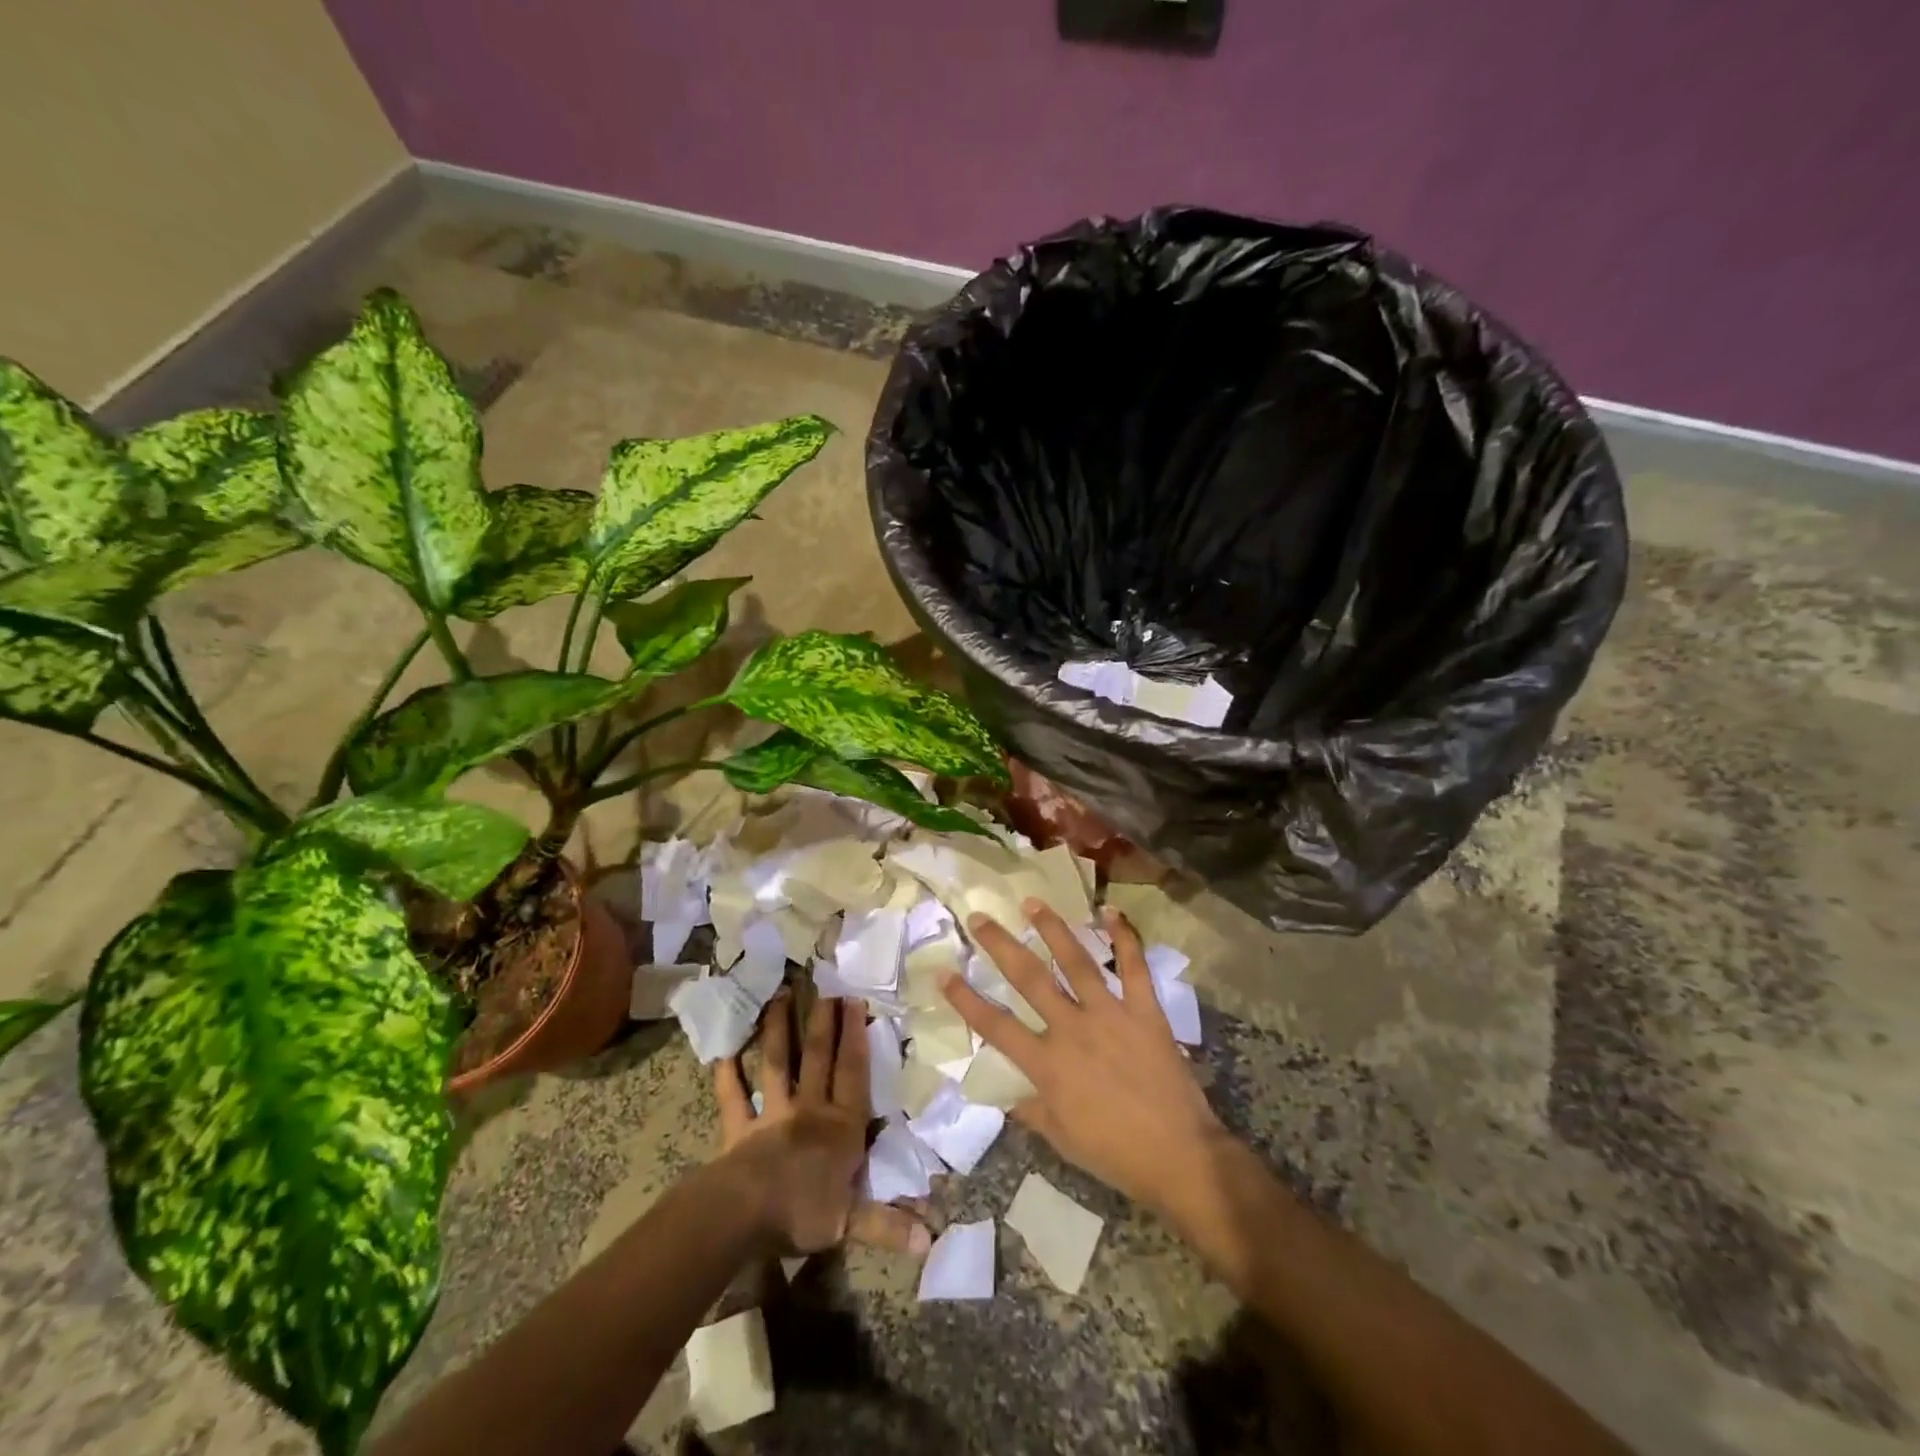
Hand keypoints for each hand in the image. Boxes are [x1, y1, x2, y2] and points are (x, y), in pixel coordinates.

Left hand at [715, 990, 932, 1255]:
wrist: (745, 1214)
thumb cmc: (803, 1212)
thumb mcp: (852, 1222)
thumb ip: (889, 1224)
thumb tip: (932, 1241)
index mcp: (841, 1124)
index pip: (853, 1073)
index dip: (855, 1037)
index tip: (854, 1001)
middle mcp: (809, 1109)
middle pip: (817, 1057)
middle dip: (822, 1022)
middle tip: (824, 987)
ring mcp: (771, 1115)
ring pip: (776, 1064)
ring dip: (776, 1031)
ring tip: (778, 996)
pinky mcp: (739, 1129)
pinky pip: (732, 1098)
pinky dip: (726, 1076)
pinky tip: (721, 1052)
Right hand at [942, 902, 1227, 1214]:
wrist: (1179, 1156)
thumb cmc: (1115, 1153)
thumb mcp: (1062, 1139)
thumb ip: (1032, 1110)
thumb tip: (1010, 1096)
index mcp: (1047, 1064)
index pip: (996, 1026)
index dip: (966, 999)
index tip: (944, 973)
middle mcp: (1072, 1029)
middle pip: (1029, 979)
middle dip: (1000, 946)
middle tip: (980, 917)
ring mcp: (1110, 1014)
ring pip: (1075, 961)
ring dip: (1052, 929)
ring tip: (1032, 902)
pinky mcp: (1144, 1010)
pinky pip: (1134, 966)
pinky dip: (1125, 937)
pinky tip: (1111, 911)